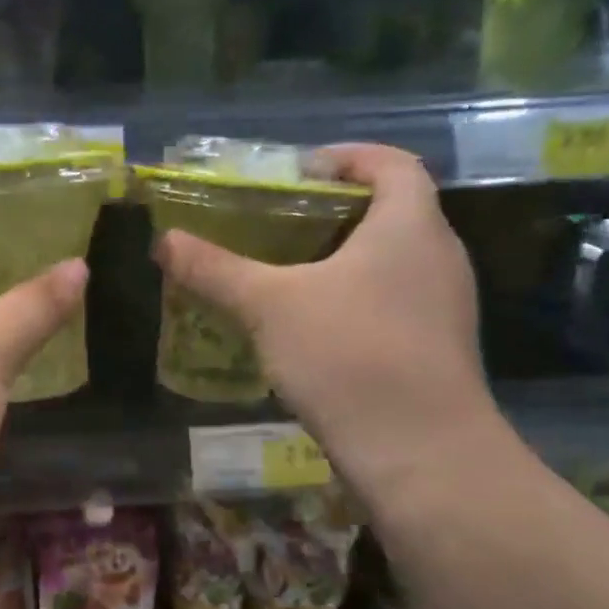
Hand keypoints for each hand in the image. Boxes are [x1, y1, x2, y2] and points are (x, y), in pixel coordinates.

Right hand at [154, 143, 495, 495]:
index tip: (300, 169)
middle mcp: (439, 255)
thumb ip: (215, 270)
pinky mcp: (438, 348)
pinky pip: (395, 301)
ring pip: (393, 261)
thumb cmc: (348, 355)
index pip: (391, 163)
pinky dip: (356, 298)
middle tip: (281, 223)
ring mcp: (445, 306)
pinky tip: (315, 328)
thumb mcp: (268, 306)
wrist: (420, 452)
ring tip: (290, 274)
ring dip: (345, 258)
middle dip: (336, 209)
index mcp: (409, 225)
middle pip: (393, 210)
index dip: (348, 156)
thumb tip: (163, 241)